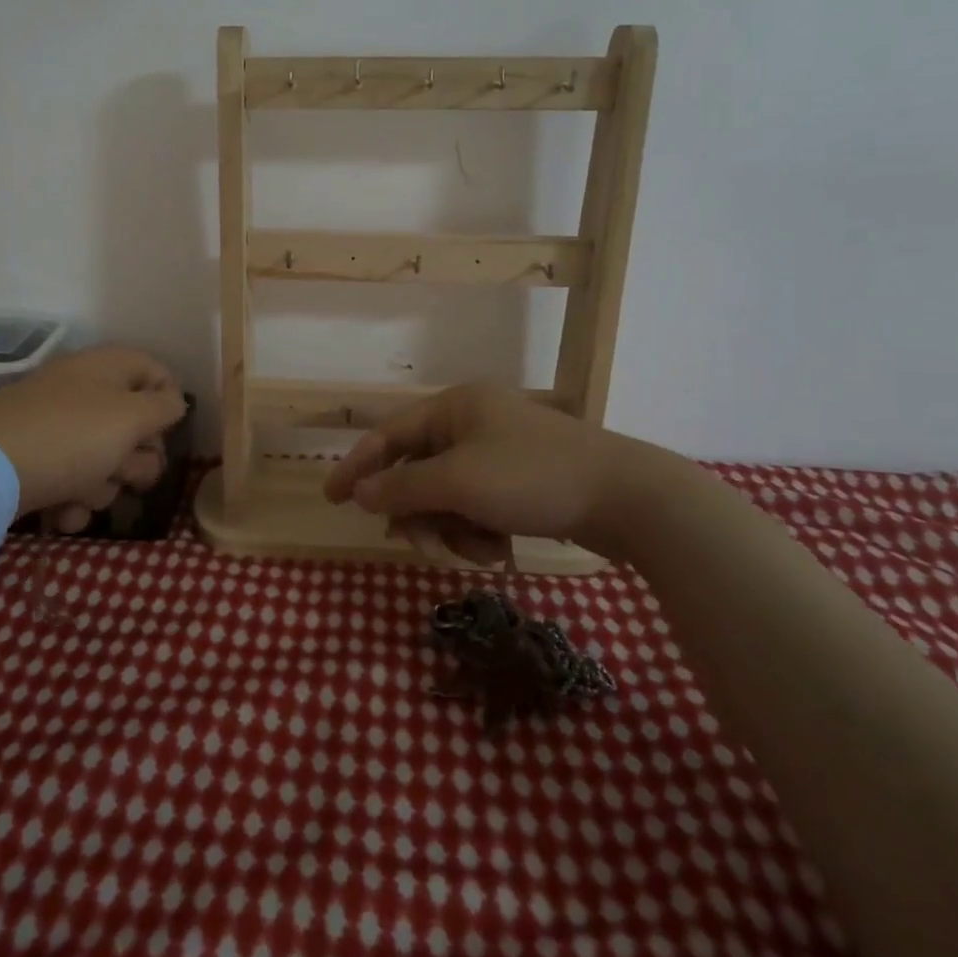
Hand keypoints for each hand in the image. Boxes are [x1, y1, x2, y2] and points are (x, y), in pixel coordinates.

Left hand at [0, 345, 186, 531]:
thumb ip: (163, 409)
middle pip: (133, 424)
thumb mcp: (129, 418)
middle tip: (130, 473)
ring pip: (104, 459)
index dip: (170, 400)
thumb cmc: (69, 436)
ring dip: (103, 485)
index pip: (154, 370)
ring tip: (83, 494)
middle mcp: (81, 392)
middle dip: (137, 457)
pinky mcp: (34, 462)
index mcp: (104, 368)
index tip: (170, 432)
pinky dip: (72, 499)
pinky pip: (72, 480)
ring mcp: (55, 428)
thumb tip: (174, 402)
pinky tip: (62, 513)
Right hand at [322, 384, 683, 565]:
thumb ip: (402, 488)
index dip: (356, 467)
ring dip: (453, 528)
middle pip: (418, 472)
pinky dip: (480, 531)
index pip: (388, 435)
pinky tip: (501, 549)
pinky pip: (477, 506)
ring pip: (447, 496)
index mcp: (454, 407)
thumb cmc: (532, 477)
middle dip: (420, 513)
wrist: (626, 498)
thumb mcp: (458, 483)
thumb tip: (361, 492)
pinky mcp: (521, 480)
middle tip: (425, 545)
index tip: (331, 499)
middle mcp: (472, 422)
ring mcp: (498, 451)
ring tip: (480, 549)